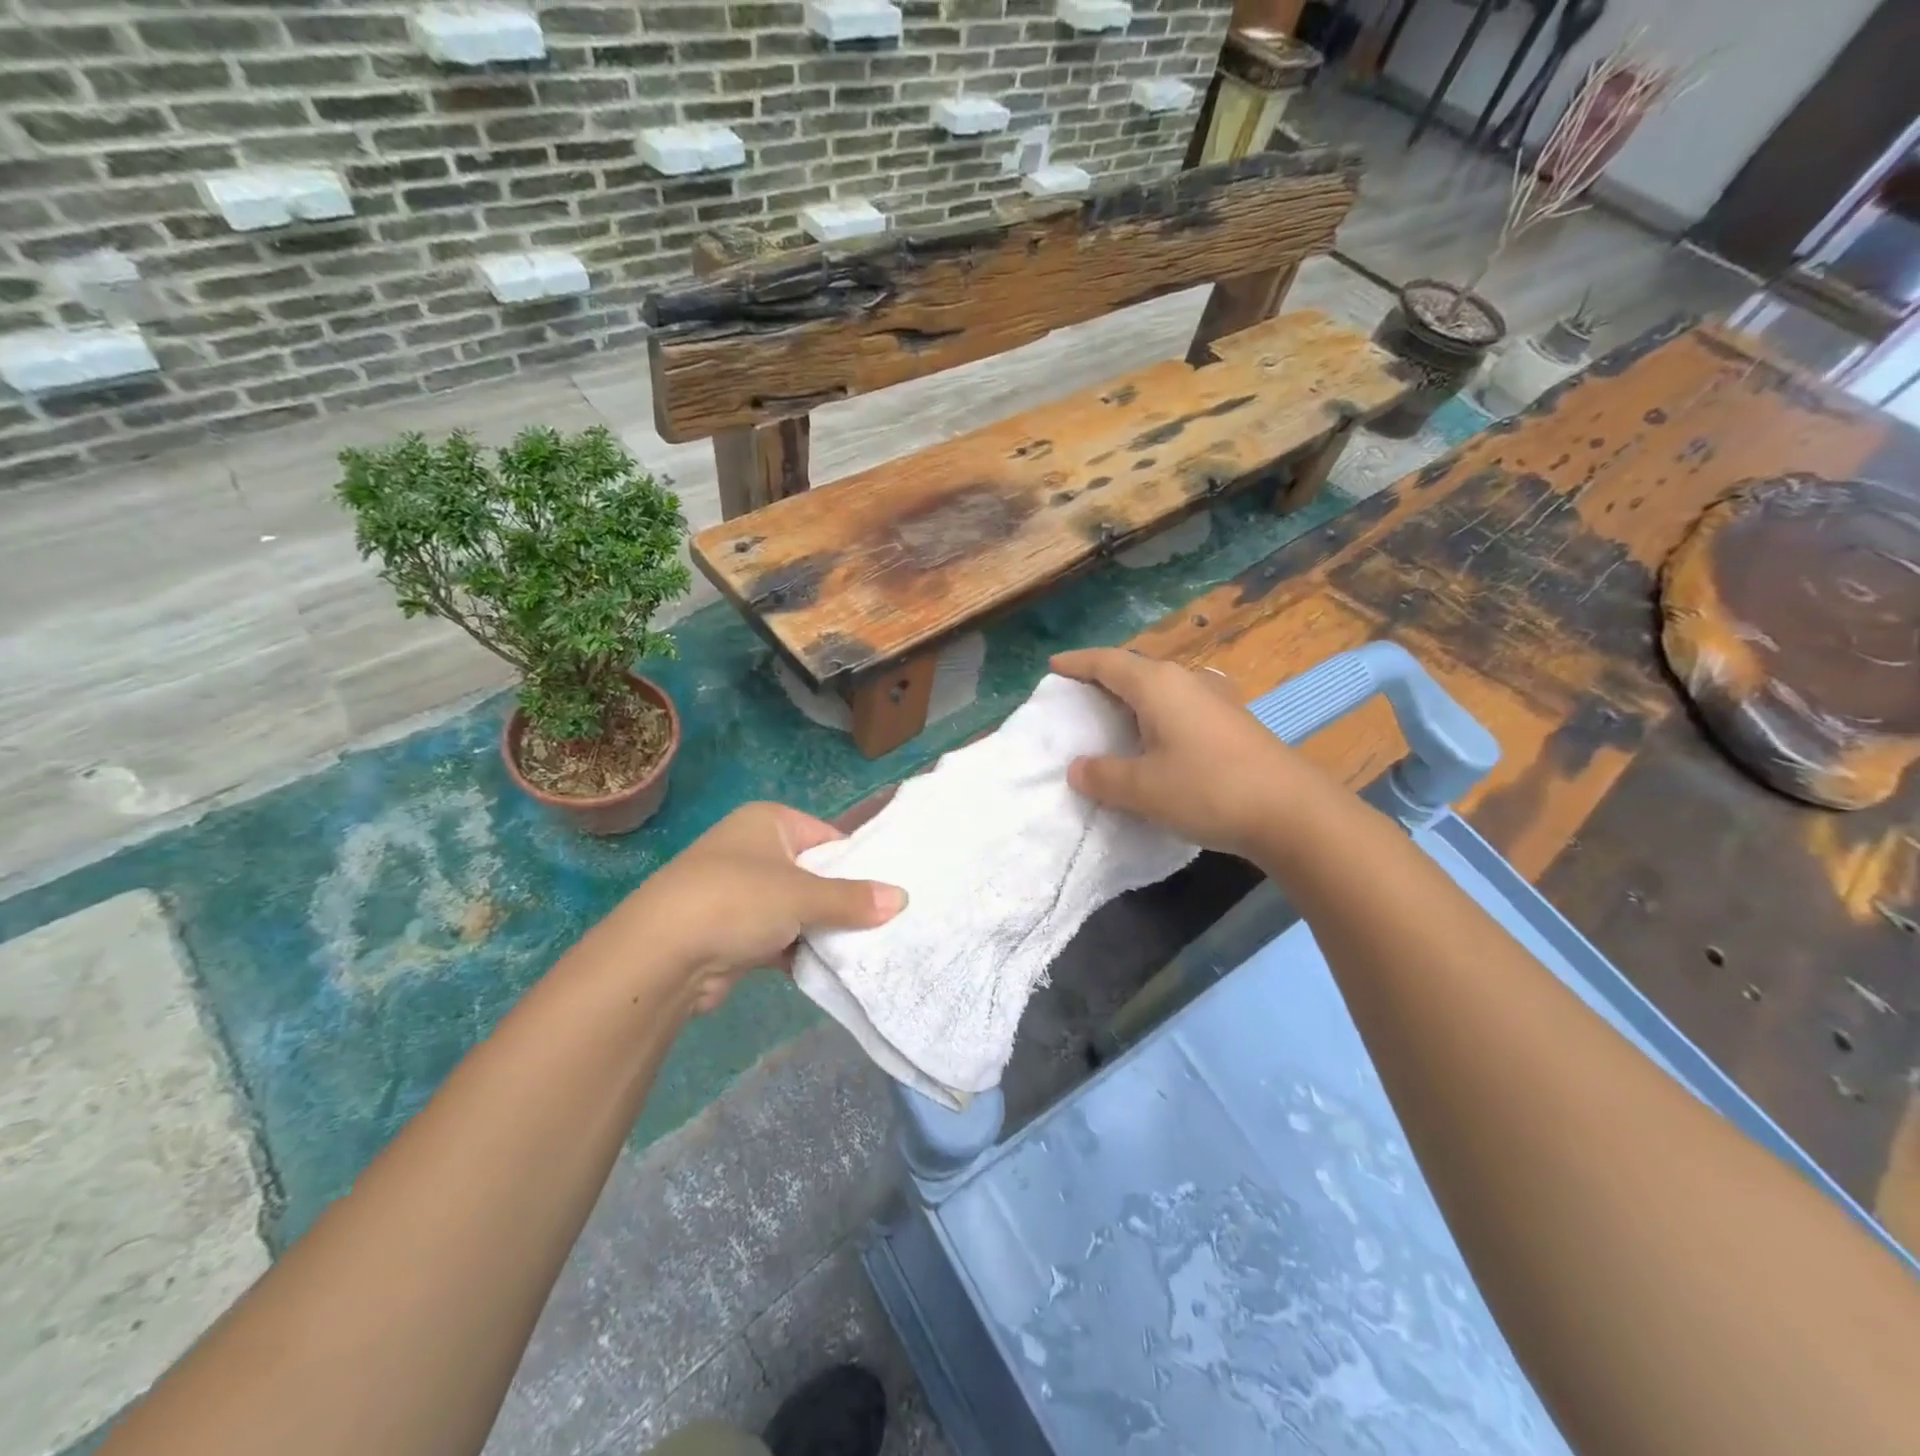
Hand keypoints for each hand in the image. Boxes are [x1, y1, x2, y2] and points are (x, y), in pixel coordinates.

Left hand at [626, 803, 905, 1013]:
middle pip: (815, 875)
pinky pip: (780, 938)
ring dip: (823, 930)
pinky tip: (831, 969)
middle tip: (886, 923)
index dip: (858, 863)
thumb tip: (901, 899)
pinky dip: (800, 951)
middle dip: (844, 901)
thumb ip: (853, 899)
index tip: (889, 891)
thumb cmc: (737, 900)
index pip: (828, 837)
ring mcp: (741, 893)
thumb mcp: (803, 895)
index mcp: (769, 822)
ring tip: (868, 948)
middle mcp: (754, 851)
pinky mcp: (733, 933)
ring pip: (798, 910)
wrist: (661, 955)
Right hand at [1052, 648, 1319, 860]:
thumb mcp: (1143, 788)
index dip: (1078, 663)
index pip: (1107, 663)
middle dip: (1103, 679)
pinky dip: (1155, 717)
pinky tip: (1155, 740)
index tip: (1053, 666)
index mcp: (1158, 685)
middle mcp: (1186, 682)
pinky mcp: (1231, 724)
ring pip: (1160, 690)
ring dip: (1132, 699)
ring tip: (1111, 718)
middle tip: (1077, 695)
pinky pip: (1179, 708)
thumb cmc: (1208, 789)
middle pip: (1134, 670)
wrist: (1292, 812)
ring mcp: (1214, 701)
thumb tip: (1078, 768)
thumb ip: (1103, 776)